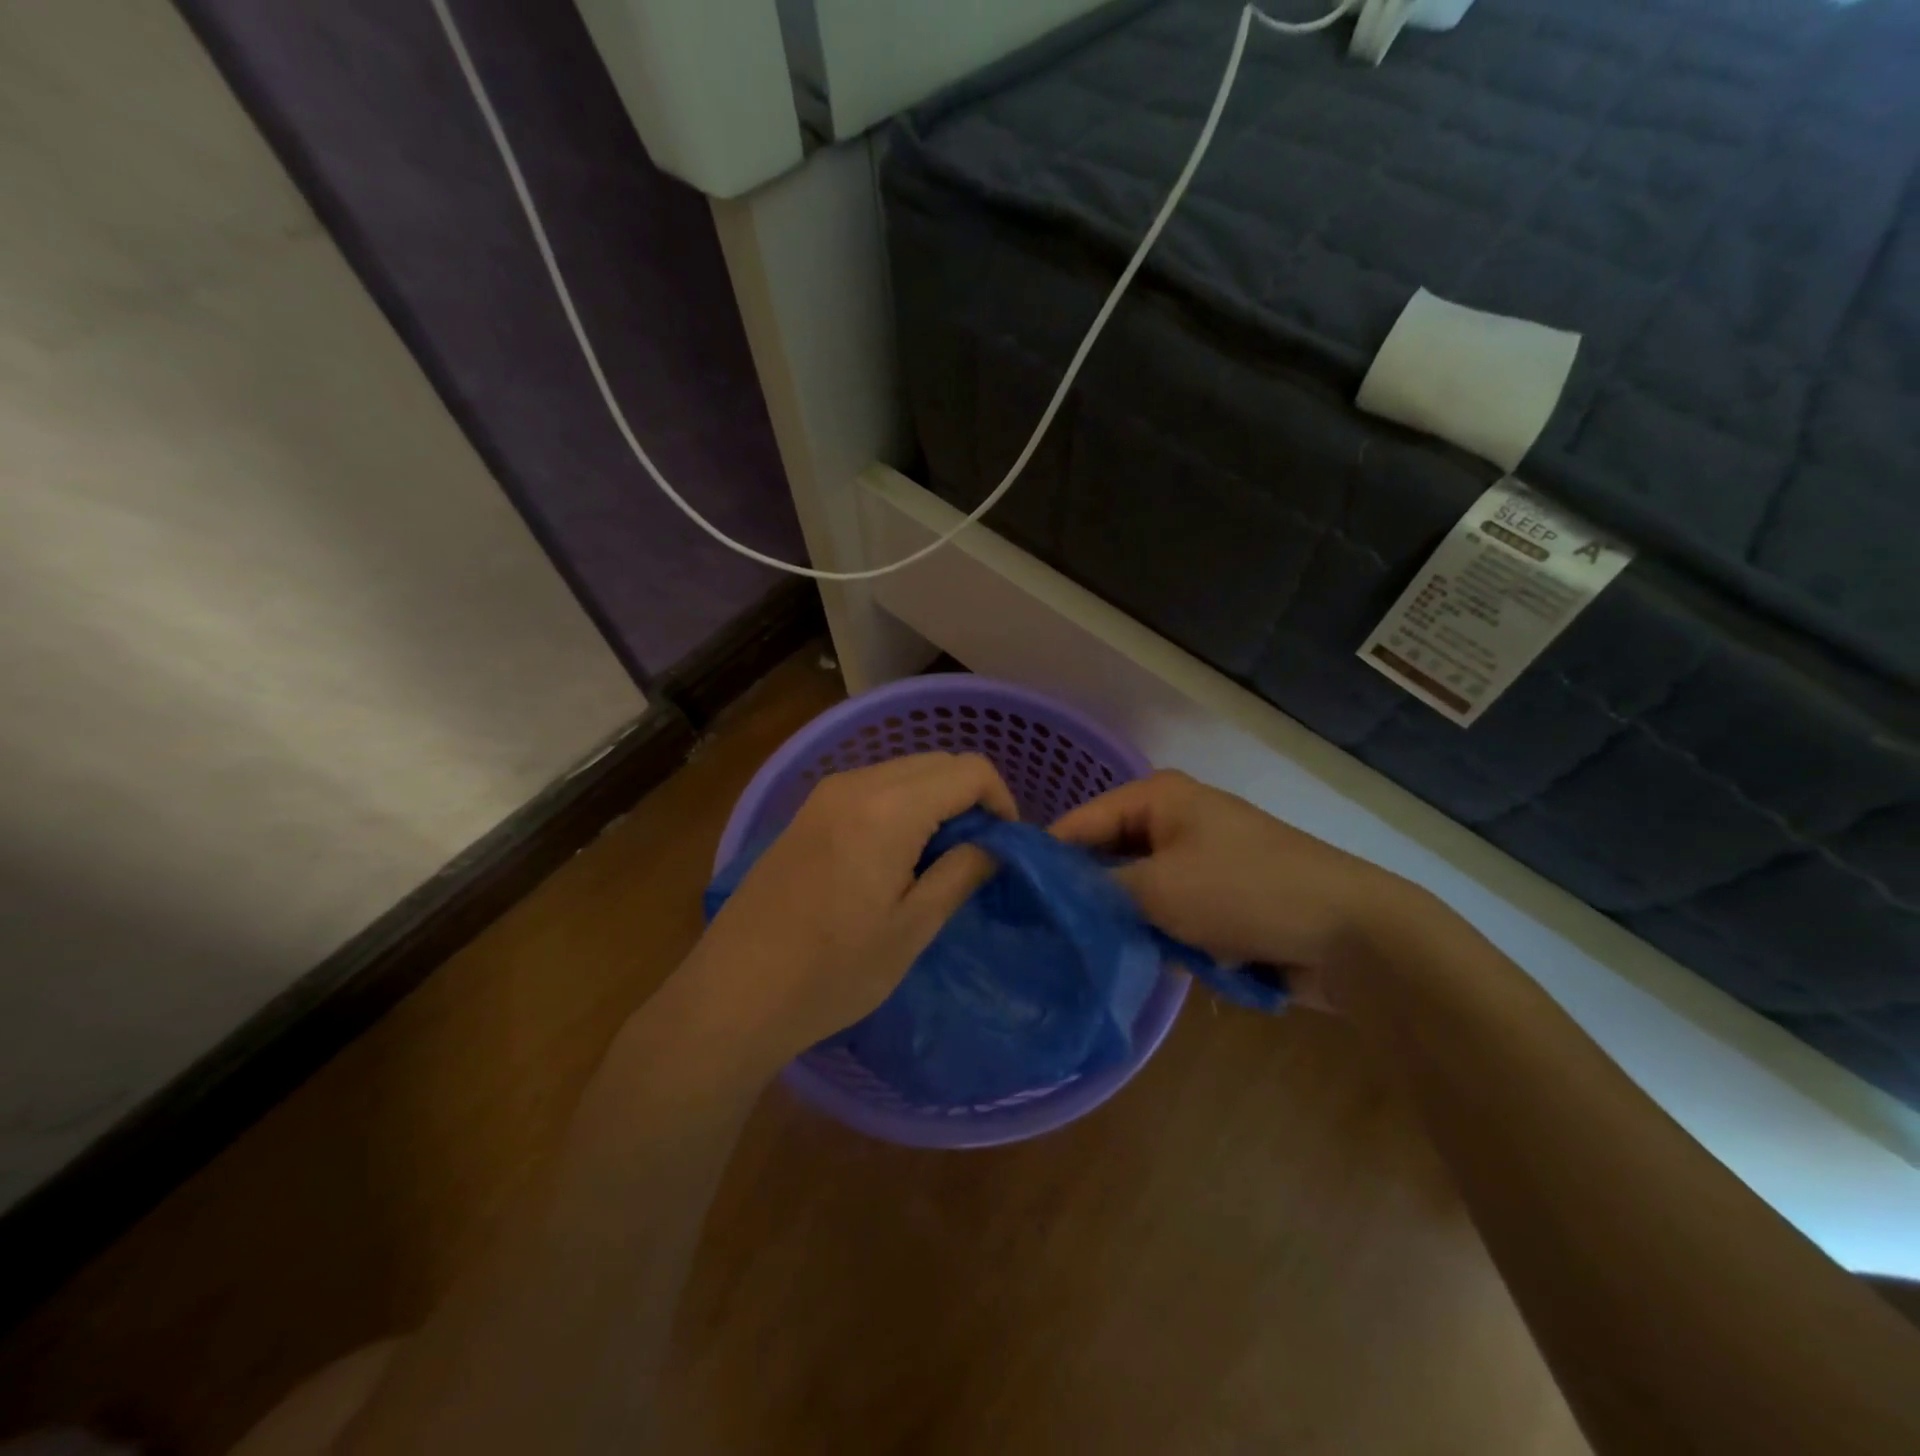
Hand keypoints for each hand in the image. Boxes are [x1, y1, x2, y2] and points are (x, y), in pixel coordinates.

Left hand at [675, 753, 1017, 1071]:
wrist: (734, 993)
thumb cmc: (831, 971)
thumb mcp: (911, 929)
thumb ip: (962, 873)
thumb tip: (996, 845)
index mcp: (888, 808)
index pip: (969, 770)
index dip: (1001, 801)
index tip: (1005, 847)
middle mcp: (856, 783)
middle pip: (937, 762)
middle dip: (969, 797)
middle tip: (977, 854)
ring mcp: (825, 793)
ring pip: (905, 771)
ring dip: (935, 801)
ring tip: (939, 859)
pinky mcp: (807, 811)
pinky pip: (873, 787)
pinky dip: (902, 806)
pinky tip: (896, 856)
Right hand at [1051, 770, 1419, 1010]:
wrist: (1350, 934)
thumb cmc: (1244, 892)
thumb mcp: (1158, 889)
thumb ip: (1097, 891)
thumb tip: (1051, 898)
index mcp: (1159, 798)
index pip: (1081, 821)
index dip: (1046, 858)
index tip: (1007, 897)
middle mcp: (1175, 821)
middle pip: (1108, 856)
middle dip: (1082, 894)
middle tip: (1038, 932)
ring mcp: (1199, 862)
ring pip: (1136, 892)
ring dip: (1120, 922)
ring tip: (1077, 954)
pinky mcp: (1218, 901)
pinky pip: (1167, 915)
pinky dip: (1153, 936)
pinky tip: (1130, 964)